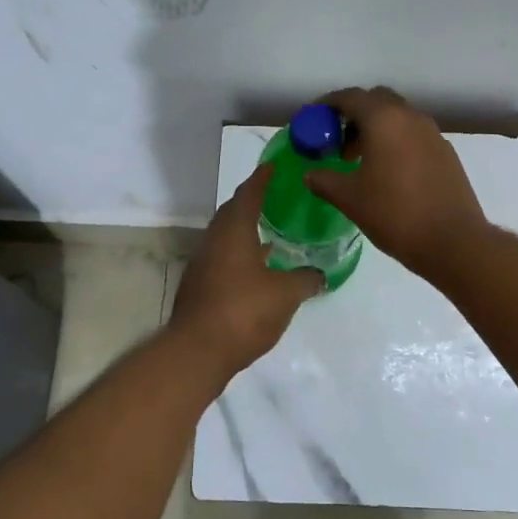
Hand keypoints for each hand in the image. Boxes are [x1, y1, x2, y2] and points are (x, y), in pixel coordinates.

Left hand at [170, 163, 323, 374]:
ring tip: (270, 233)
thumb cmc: (243, 312)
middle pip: (232, 213)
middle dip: (251, 202)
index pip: (248, 194)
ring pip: (226, 238)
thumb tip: (320, 274)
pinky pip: (223, 259)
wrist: (197, 352)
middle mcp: (214, 241)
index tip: (273, 167)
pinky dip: (240, 255)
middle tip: (273, 197)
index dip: (262, 179)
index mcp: (234, 232)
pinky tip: (257, 270)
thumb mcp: (285, 295)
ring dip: (245, 231)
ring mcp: (203, 264)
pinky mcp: (200, 287)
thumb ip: (305, 280)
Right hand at [304, 86, 488, 279]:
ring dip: (376, 130)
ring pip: (398, 118)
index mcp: (384, 119)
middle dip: (354, 115)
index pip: (349, 97)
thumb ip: (325, 180)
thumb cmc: (395, 214)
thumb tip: (311, 174)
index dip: (326, 105)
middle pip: (377, 101)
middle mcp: (410, 117)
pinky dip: (396, 143)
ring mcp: (432, 134)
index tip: (312, 120)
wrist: (453, 240)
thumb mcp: (350, 199)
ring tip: (359, 161)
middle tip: (337, 141)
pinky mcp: (446, 153)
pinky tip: (388, 173)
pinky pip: (414, 136)